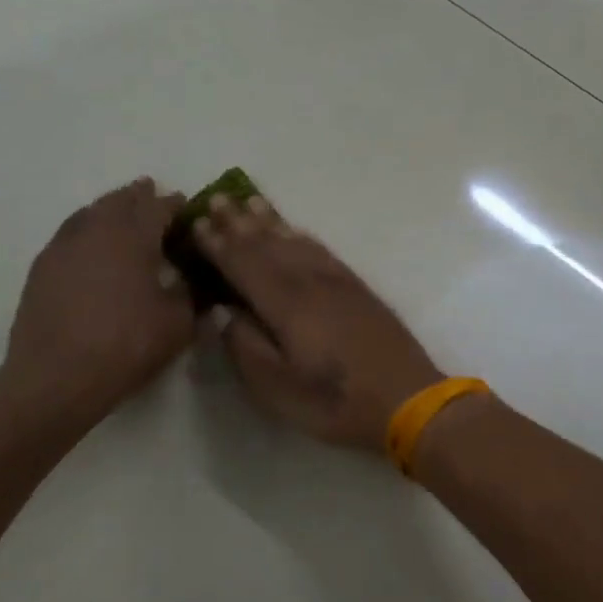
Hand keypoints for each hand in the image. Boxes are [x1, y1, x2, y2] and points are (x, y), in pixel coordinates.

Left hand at [4, 178, 193, 418]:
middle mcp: (96, 231)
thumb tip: (193, 279)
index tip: (186, 205)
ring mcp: (63, 247)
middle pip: (120, 201)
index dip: (175, 204)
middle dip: (139, 196)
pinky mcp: (42, 268)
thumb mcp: (177, 323)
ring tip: (122, 213)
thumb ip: (190, 294)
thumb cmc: (126, 345)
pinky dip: (86, 229)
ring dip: (110, 208)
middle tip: (152, 193)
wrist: (57, 376)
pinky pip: (70, 234)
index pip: (158, 208)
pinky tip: (92, 246)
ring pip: (90, 213)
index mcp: (133, 237)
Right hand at [194, 193, 442, 451]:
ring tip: (249, 201)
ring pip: (295, 241)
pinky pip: (321, 249)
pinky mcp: (357, 288)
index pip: (243, 265)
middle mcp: (310, 282)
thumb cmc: (334, 402)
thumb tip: (220, 310)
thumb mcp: (277, 389)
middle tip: (215, 199)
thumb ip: (244, 345)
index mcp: (286, 304)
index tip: (196, 225)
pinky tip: (294, 231)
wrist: (406, 399)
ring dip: (269, 221)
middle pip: (268, 244)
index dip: (218, 245)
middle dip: (239, 222)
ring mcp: (337, 282)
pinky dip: (301, 235)